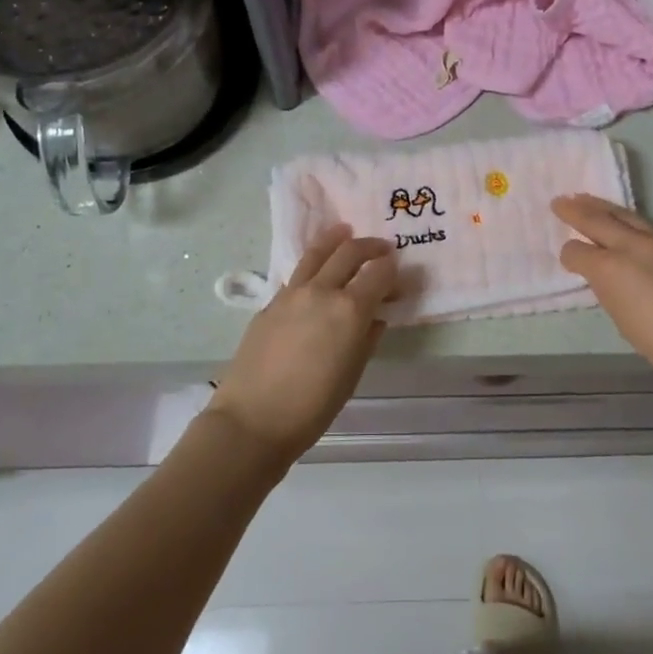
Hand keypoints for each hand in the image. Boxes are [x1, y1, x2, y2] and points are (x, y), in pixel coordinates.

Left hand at [209, 225, 396, 465]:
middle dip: (370, 246)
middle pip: (349, 251)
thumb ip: (367, 338)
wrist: (253, 420)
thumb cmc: (313, 407)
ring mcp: (291, 293)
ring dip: (337, 240)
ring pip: (317, 252)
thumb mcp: (352, 374)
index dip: (393, 270)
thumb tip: (375, 317)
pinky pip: (297, 275)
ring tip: (346, 233)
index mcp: (349, 309)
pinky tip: (317, 274)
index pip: (379, 273)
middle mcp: (321, 291)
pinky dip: (314, 265)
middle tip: (383, 249)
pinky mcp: (270, 303)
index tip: (400, 274)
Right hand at [554, 195, 652, 400]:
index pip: (578, 252)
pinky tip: (642, 239)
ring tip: (589, 201)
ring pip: (629, 217)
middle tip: (560, 201)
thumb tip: (610, 278)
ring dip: (606, 209)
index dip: (570, 255)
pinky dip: (642, 231)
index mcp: (612, 270)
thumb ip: (613, 293)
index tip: (569, 258)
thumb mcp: (627, 323)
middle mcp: (635, 245)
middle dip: (576, 211)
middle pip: (598, 220)